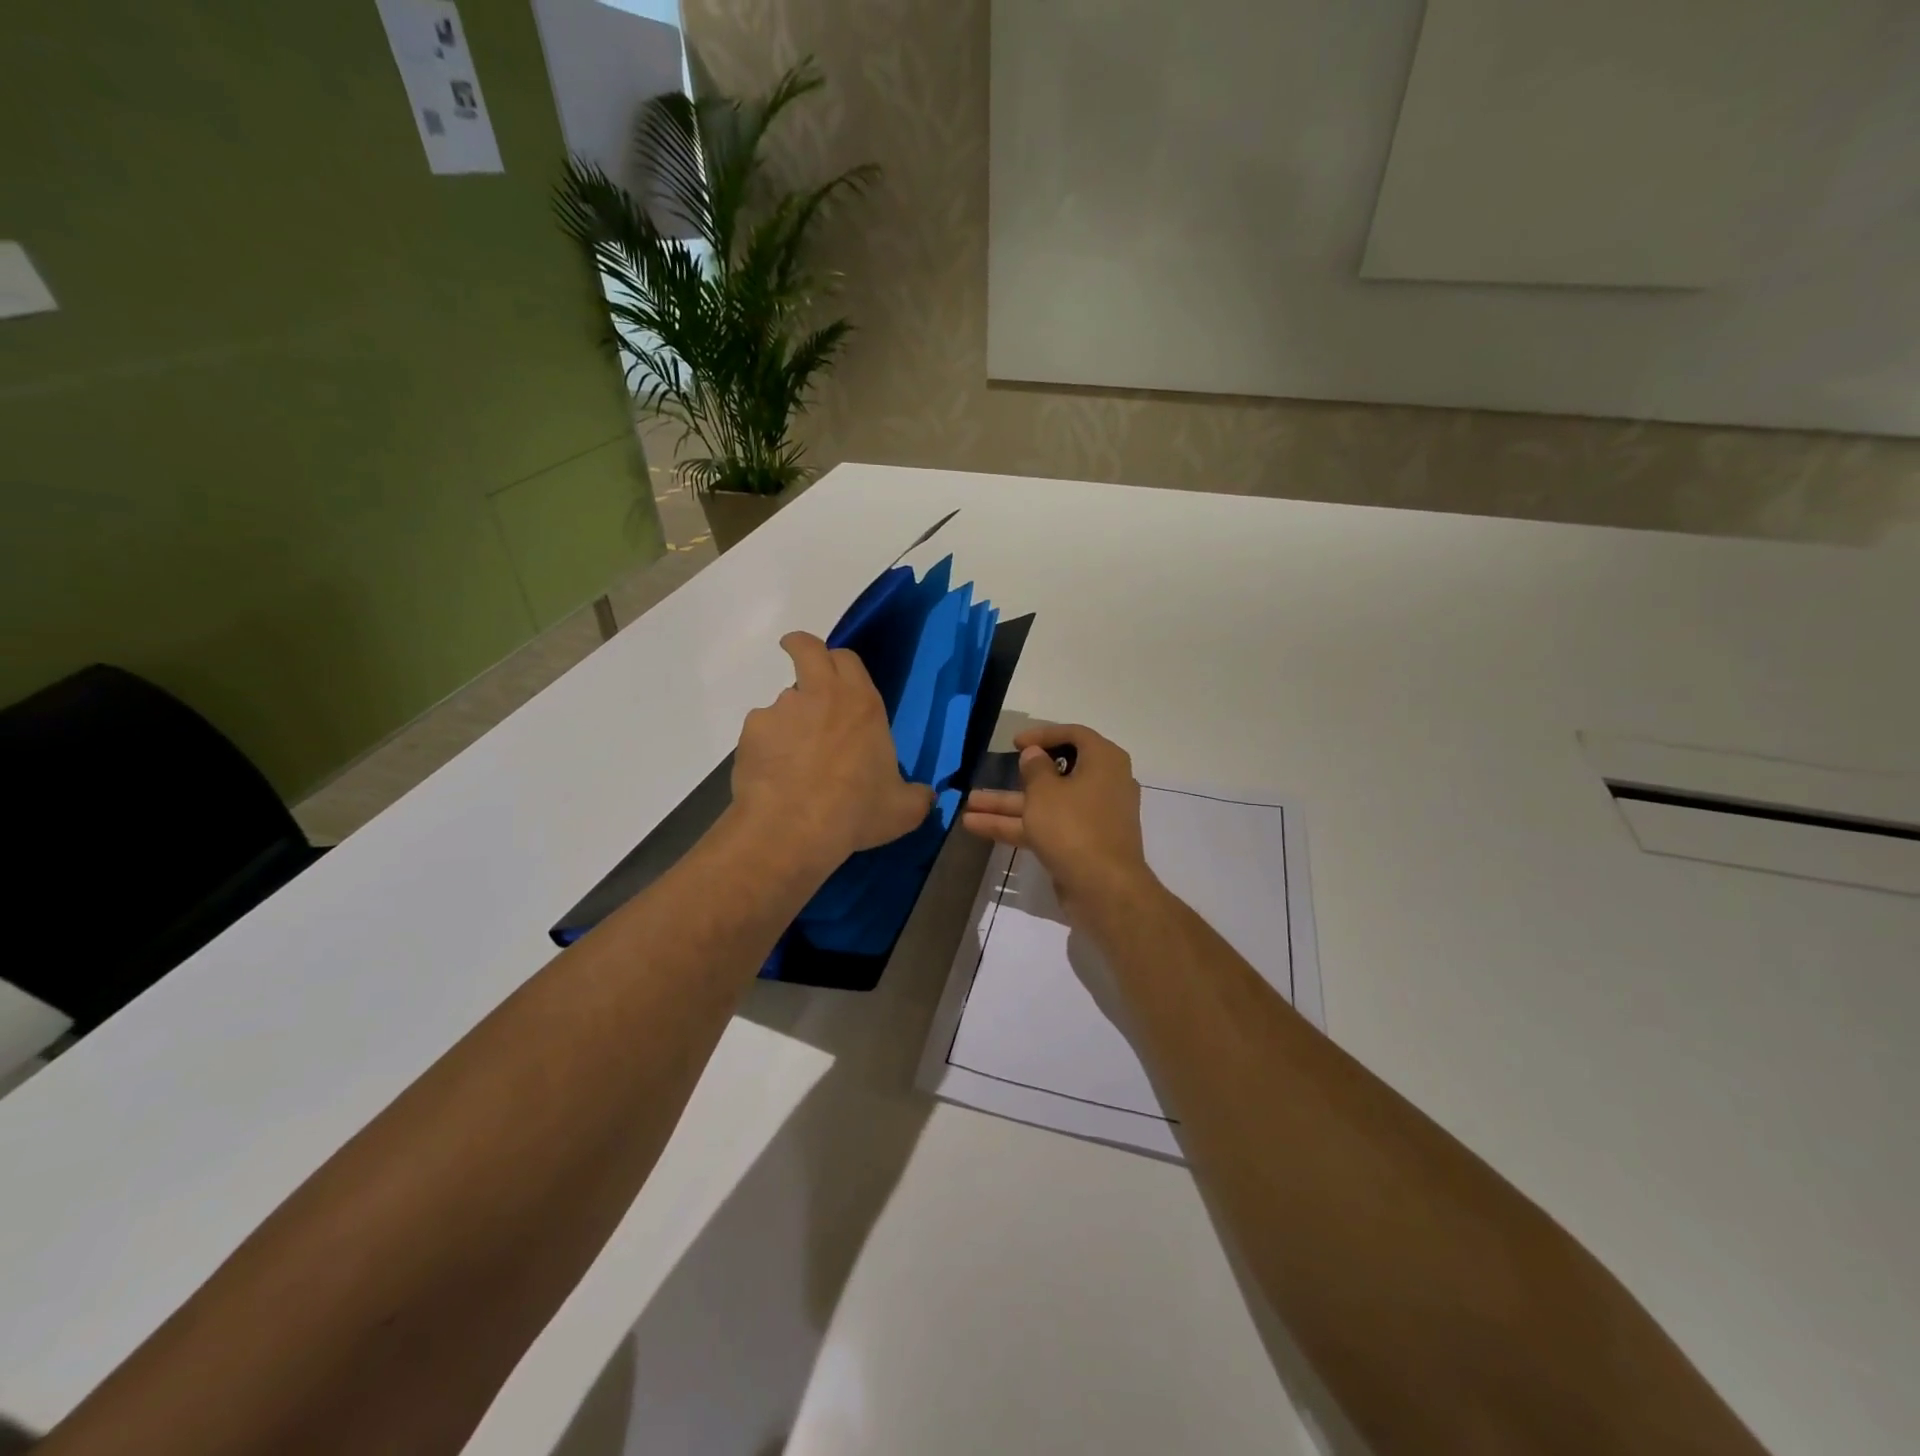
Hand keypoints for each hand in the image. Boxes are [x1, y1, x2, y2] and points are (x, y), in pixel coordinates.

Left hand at [730, 632, 933, 875]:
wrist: (794, 829)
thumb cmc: (857, 813)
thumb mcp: (902, 810)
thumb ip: (917, 796)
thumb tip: (927, 796)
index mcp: (862, 704)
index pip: (848, 658)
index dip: (841, 663)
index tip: (837, 673)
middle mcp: (821, 695)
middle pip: (807, 648)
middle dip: (801, 648)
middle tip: (802, 662)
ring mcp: (782, 710)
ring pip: (783, 700)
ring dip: (789, 718)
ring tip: (793, 759)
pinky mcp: (752, 732)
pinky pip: (761, 732)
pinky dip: (767, 748)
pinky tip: (773, 777)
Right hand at [961, 724, 1155, 918]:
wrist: (1104, 889)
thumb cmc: (1074, 826)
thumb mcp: (1045, 792)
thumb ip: (1035, 768)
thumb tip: (1035, 755)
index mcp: (1104, 762)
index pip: (1074, 735)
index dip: (1043, 735)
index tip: (1015, 743)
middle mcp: (1102, 784)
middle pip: (1056, 772)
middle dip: (1016, 776)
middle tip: (989, 771)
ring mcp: (1091, 817)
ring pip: (1046, 803)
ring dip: (1008, 804)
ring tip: (968, 805)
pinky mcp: (1080, 844)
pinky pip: (1047, 826)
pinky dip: (1017, 826)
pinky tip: (978, 827)